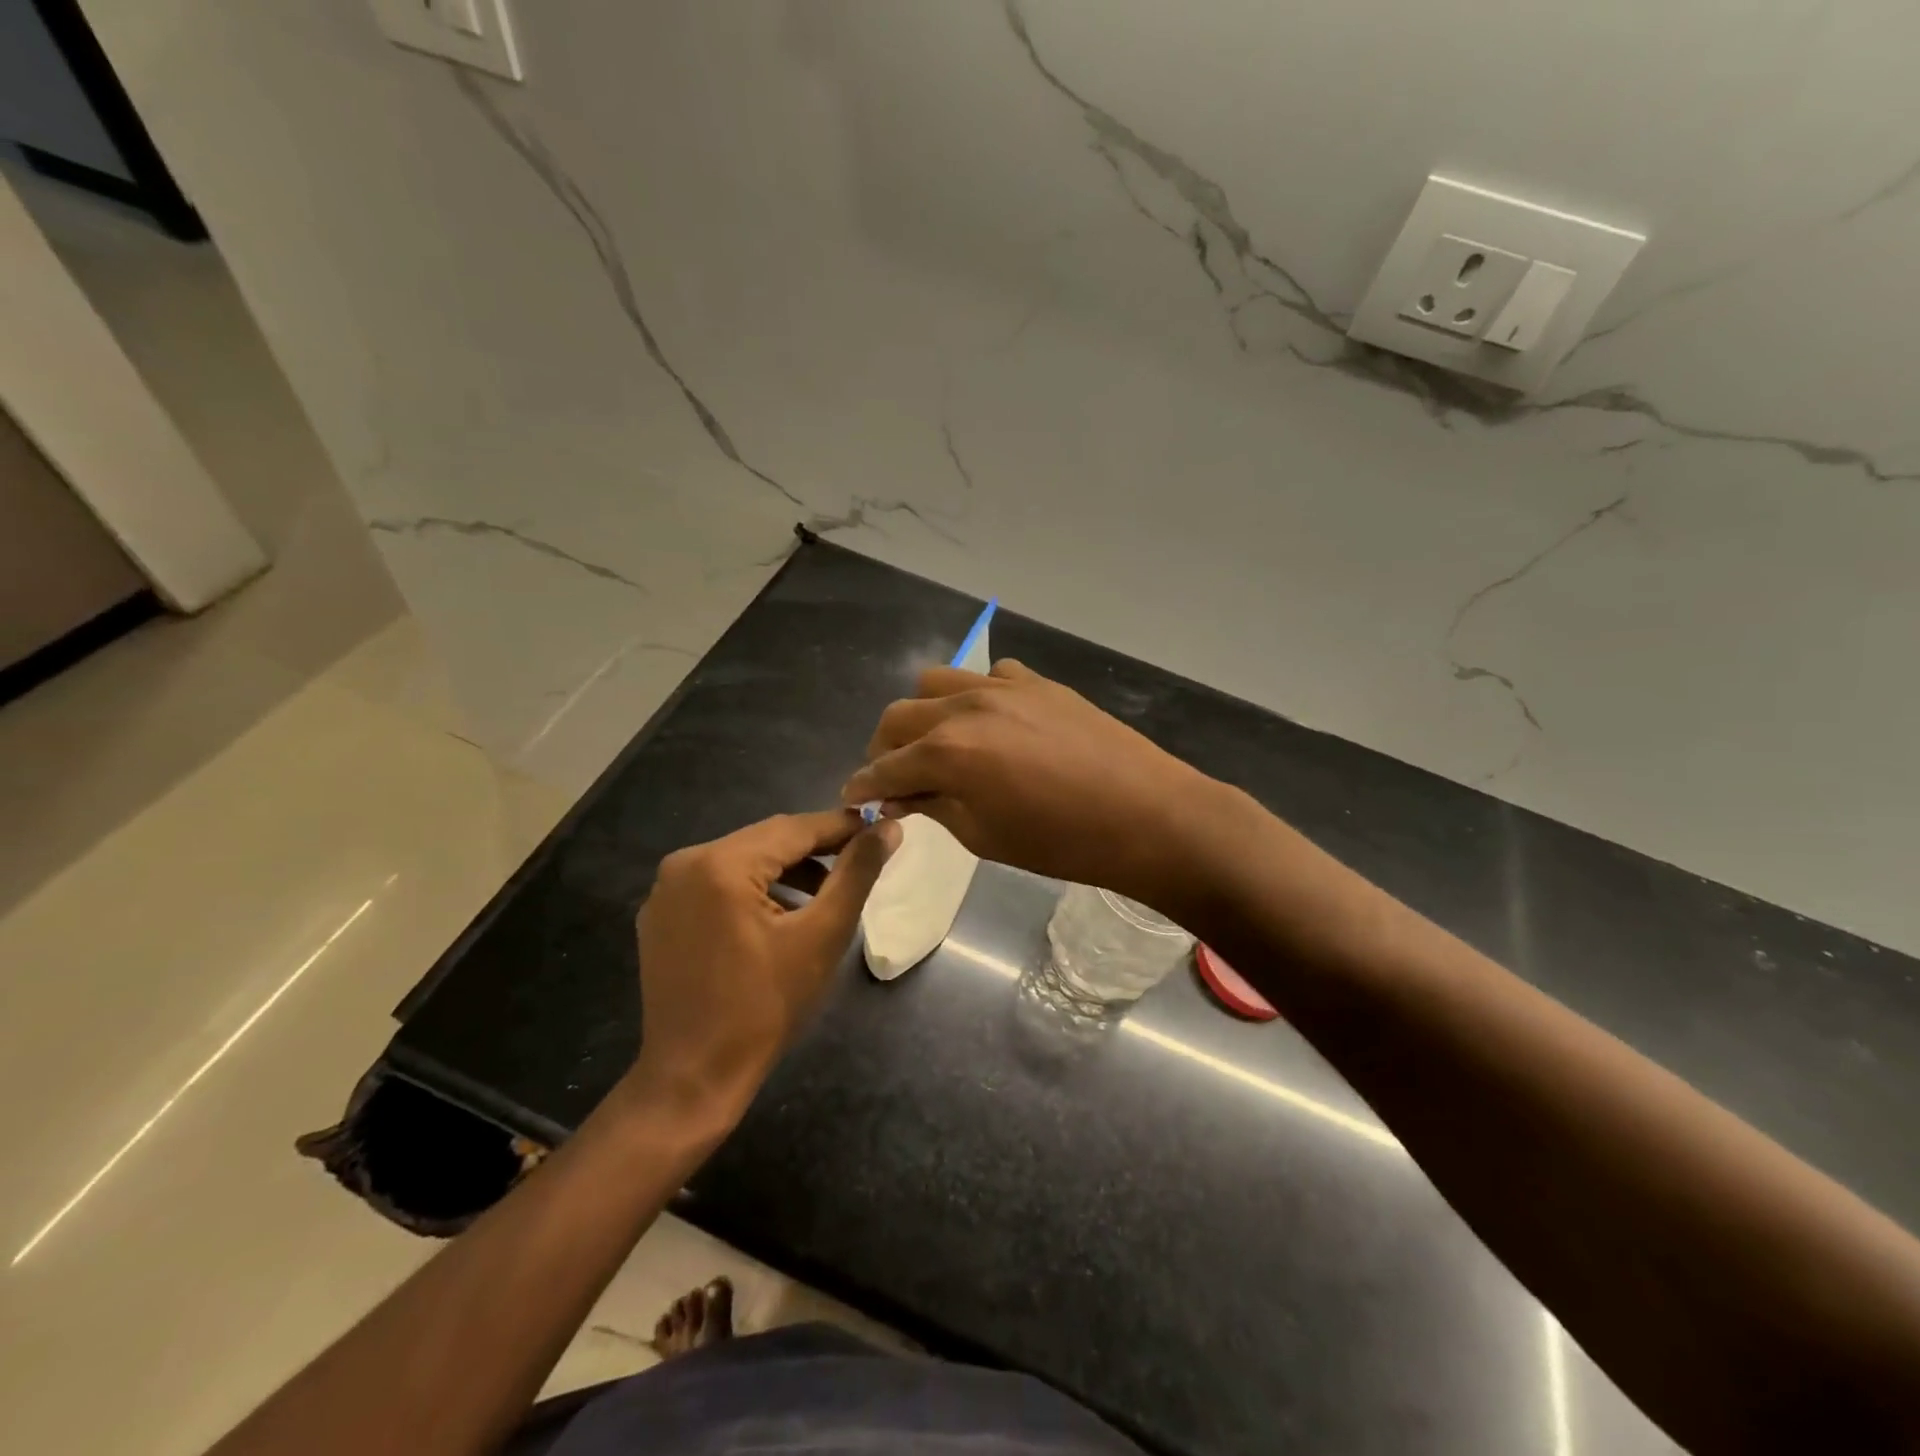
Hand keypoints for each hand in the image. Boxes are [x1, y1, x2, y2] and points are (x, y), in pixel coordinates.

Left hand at [625, 810, 899, 1123]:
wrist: (694, 1077)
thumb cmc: (766, 1007)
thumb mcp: (822, 935)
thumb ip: (857, 873)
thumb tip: (889, 828)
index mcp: (720, 864)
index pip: (794, 828)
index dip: (841, 826)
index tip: (880, 827)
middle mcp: (685, 863)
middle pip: (766, 841)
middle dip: (815, 848)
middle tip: (860, 857)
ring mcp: (666, 890)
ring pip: (742, 861)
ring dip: (786, 869)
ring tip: (828, 890)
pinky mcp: (661, 915)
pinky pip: (718, 884)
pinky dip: (754, 888)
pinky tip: (782, 912)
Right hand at [841, 661, 1218, 916]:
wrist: (1147, 815)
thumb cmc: (1062, 842)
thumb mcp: (984, 835)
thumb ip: (934, 806)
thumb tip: (900, 795)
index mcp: (948, 752)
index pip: (885, 766)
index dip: (863, 785)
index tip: (853, 798)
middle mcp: (966, 707)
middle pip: (900, 715)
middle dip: (885, 747)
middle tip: (893, 777)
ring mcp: (1004, 687)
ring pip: (938, 682)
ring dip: (924, 713)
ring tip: (937, 743)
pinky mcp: (1038, 682)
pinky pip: (990, 675)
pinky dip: (976, 696)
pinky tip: (992, 723)